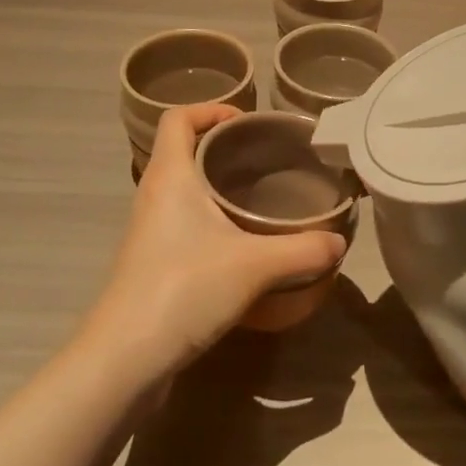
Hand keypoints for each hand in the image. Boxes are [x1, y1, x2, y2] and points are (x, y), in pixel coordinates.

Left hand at [82, 104, 347, 381]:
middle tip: (265, 157)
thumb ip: (302, 249)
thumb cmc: (184, 289)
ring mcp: (149, 229)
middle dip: (222, 145)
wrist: (126, 358)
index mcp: (170, 176)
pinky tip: (240, 241)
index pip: (178, 117)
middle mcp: (154, 194)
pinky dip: (209, 216)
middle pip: (183, 149)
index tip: (247, 121)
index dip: (211, 108)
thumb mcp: (254, 266)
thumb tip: (339, 242)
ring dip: (215, 183)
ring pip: (182, 187)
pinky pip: (182, 219)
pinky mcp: (152, 260)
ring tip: (259, 195)